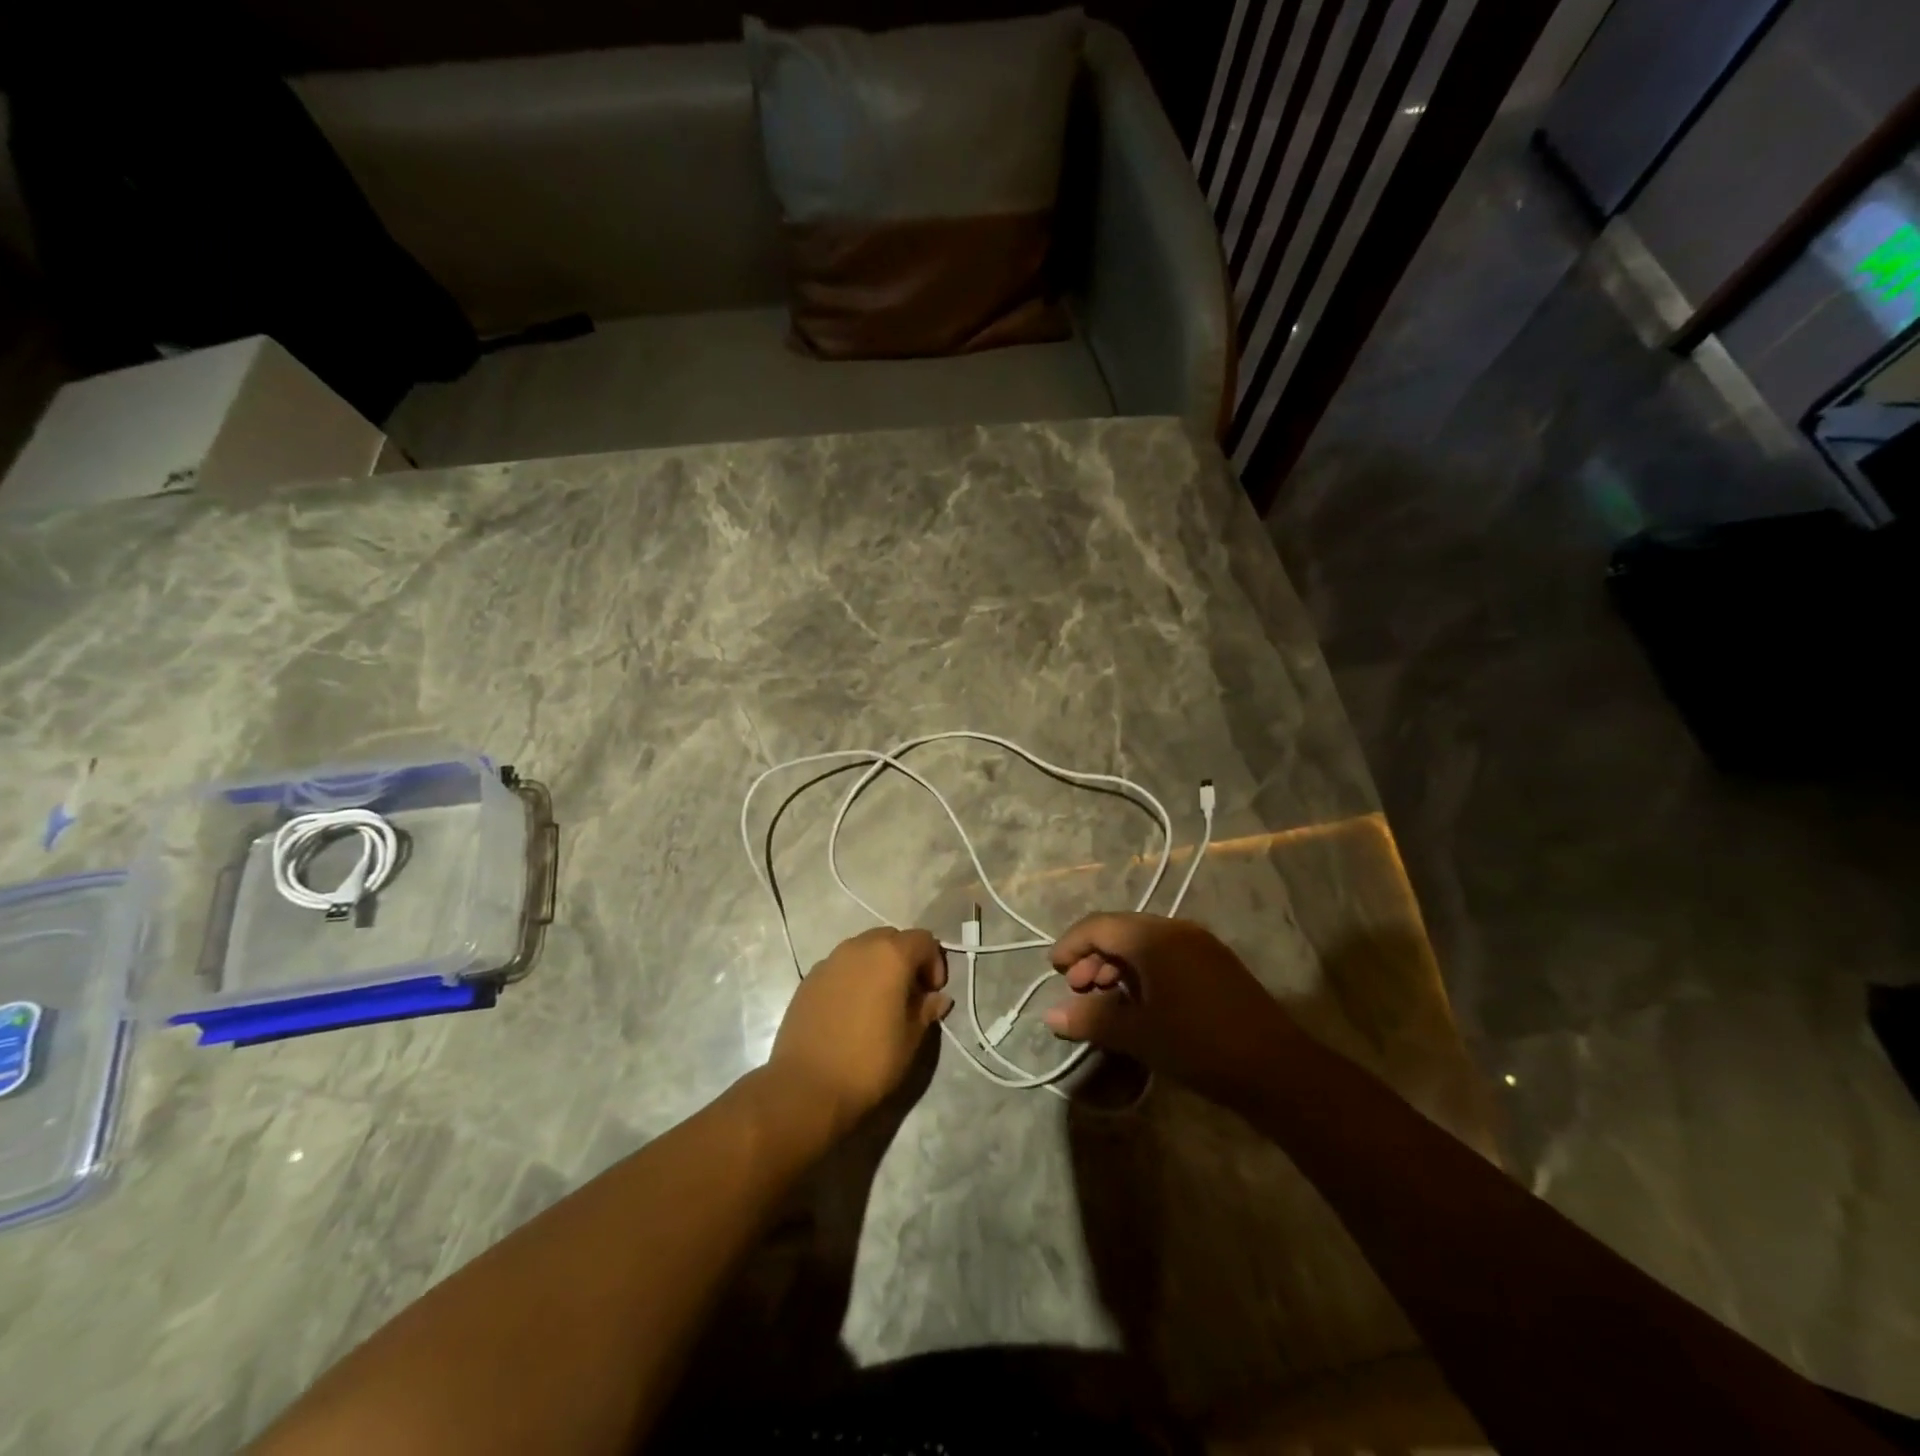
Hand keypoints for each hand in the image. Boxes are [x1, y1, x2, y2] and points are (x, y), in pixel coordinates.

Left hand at [768, 927, 951, 1136]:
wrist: (806, 1086)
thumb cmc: (869, 1061)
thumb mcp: (910, 1039)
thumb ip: (926, 1010)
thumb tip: (937, 997)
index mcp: (890, 955)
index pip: (924, 940)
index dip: (934, 963)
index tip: (932, 993)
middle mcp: (858, 947)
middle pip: (891, 938)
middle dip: (906, 960)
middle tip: (909, 995)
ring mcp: (829, 961)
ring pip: (863, 950)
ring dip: (877, 967)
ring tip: (879, 1003)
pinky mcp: (808, 979)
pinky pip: (840, 967)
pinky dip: (852, 978)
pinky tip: (850, 1011)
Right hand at [1044, 913, 1298, 1107]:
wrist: (1277, 1069)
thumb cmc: (1198, 1045)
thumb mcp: (1138, 1034)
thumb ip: (1091, 1019)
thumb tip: (1050, 1015)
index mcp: (1153, 937)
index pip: (1098, 926)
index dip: (1070, 945)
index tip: (1053, 971)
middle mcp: (1175, 929)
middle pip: (1120, 931)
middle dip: (1093, 957)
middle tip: (1078, 989)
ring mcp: (1200, 944)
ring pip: (1144, 943)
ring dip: (1117, 966)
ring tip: (1105, 999)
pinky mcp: (1215, 963)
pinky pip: (1166, 955)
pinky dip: (1143, 972)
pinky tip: (1140, 1003)